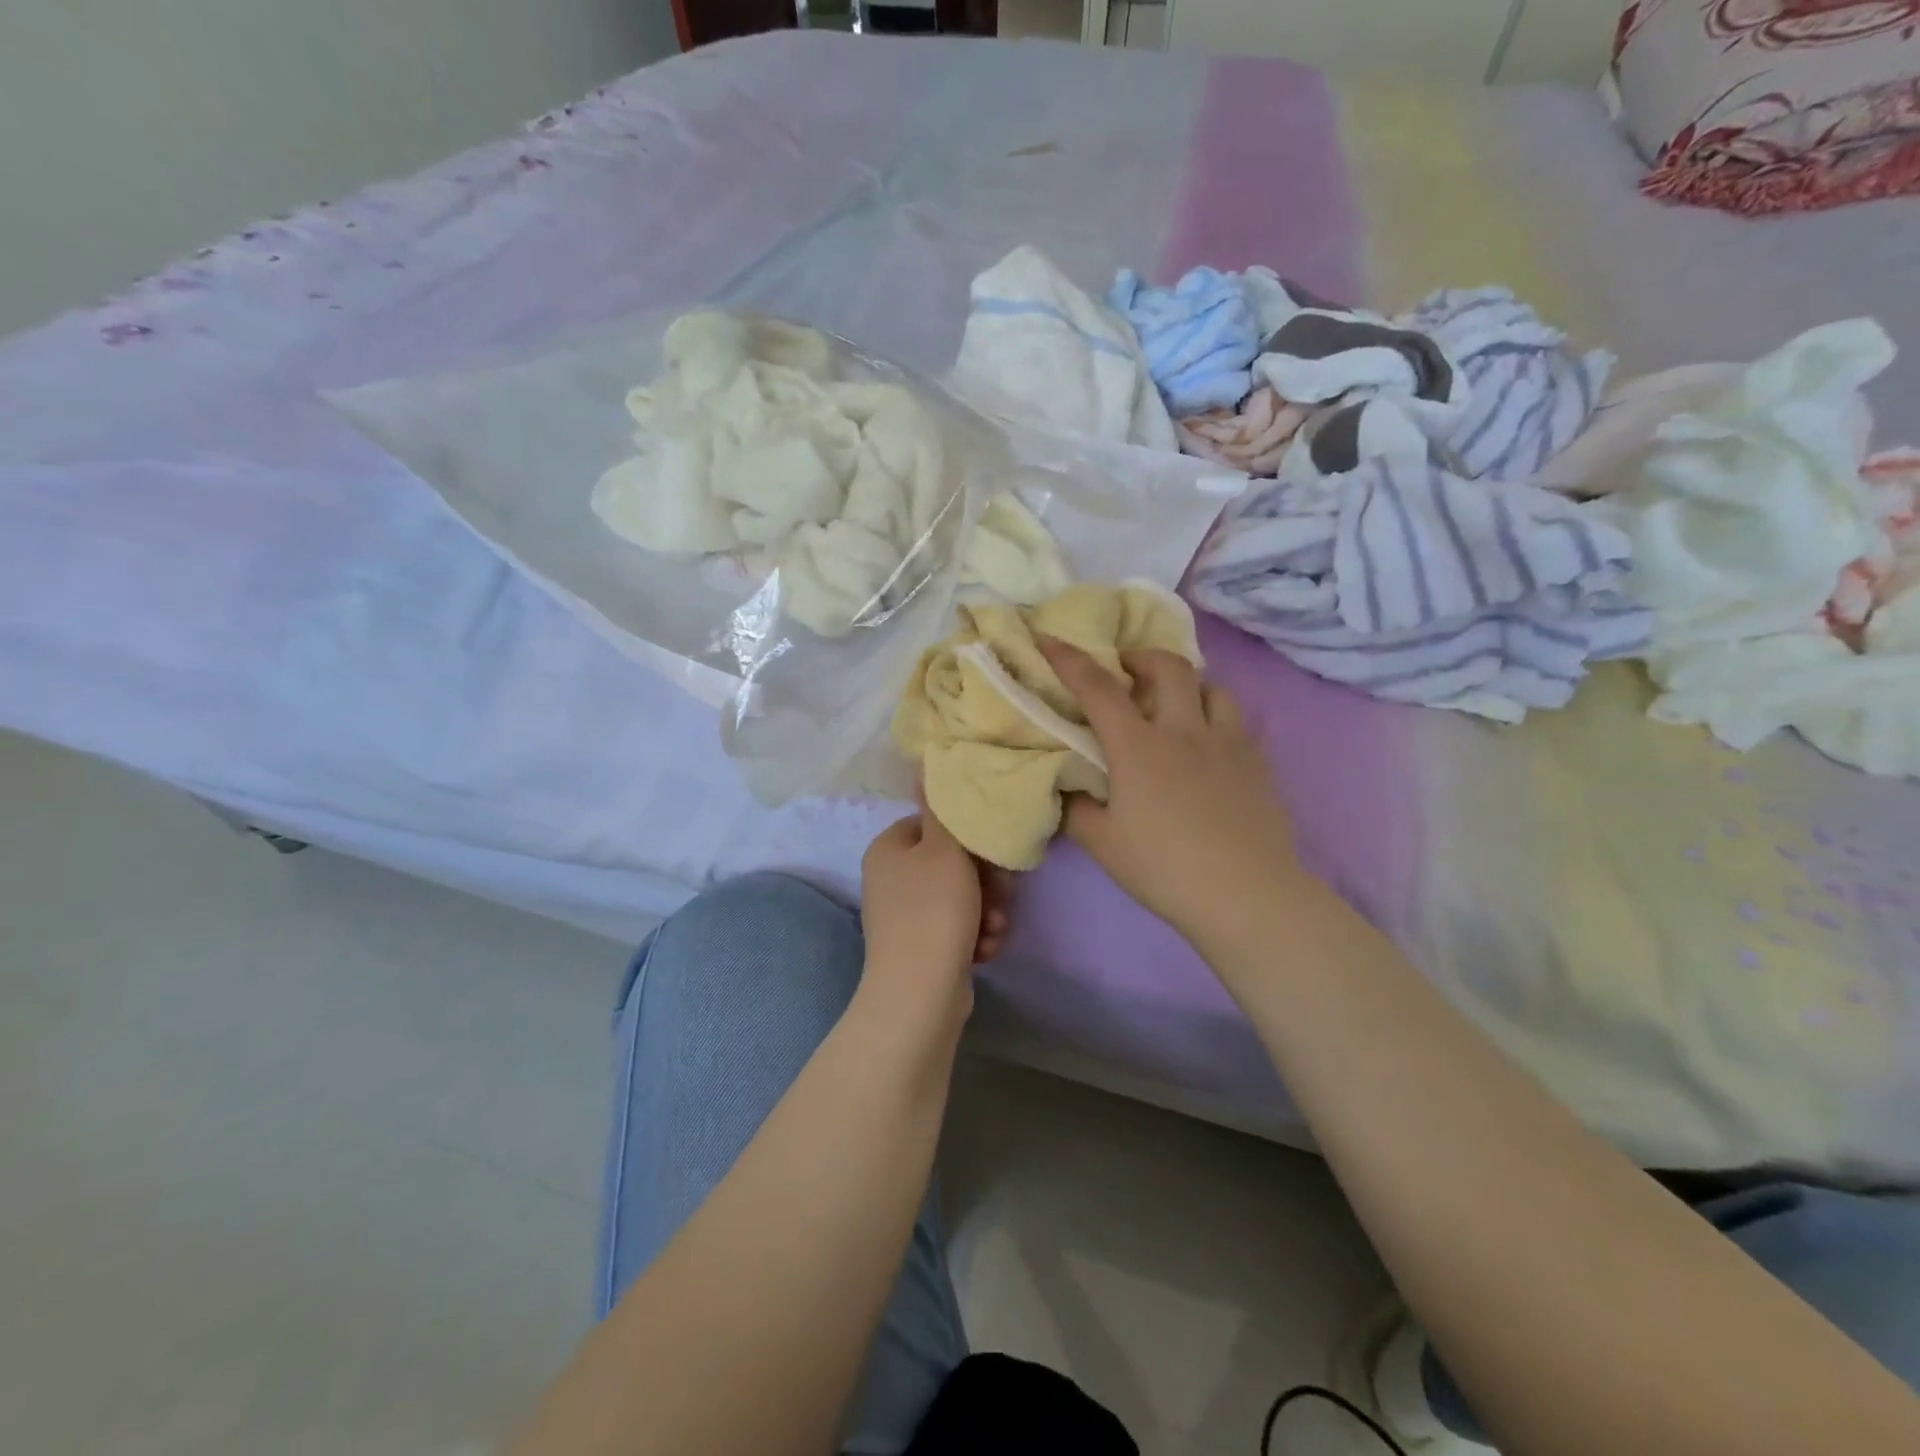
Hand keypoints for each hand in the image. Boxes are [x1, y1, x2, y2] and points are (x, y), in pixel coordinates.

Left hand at [860, 799, 1010, 1010]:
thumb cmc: (933, 911)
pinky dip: (975, 935)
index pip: (936, 824)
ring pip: (960, 897)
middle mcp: (892, 879)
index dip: (969, 837)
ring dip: (986, 910)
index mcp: (889, 848)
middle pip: (951, 863)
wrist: (919, 994)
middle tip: (1003, 894)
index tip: (994, 852)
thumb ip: (942, 808)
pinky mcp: (921, 947)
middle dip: (985, 880)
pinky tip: (986, 949)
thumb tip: (923, 765)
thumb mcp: (944, 850)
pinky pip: (956, 928)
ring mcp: (905, 916)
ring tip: (995, 928)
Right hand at [1038, 639, 1301, 952]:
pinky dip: (1214, 716)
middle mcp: (1185, 730)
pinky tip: (1207, 746)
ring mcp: (1228, 743)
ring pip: (1212, 687)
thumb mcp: (1103, 844)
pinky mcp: (1257, 763)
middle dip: (1141, 656)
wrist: (1247, 895)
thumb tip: (1064, 788)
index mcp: (1138, 747)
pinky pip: (1235, 720)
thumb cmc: (1165, 869)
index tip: (1049, 638)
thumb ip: (1075, 810)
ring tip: (1172, 706)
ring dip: (1186, 685)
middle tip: (1125, 672)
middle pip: (1168, 666)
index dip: (1069, 659)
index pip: (1098, 688)